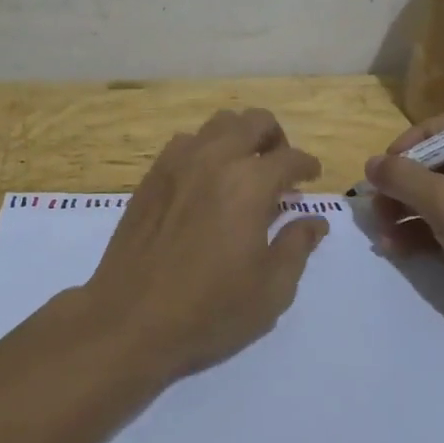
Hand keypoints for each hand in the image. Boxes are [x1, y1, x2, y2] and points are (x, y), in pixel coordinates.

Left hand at [84, 108, 329, 379]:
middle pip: (254, 121)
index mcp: (249, 184)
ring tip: (243, 171)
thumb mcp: (271, 290)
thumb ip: (297, 247)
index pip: (290, 158)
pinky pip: (186, 142)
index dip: (307, 166)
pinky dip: (206, 149)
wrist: (130, 321)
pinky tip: (206, 182)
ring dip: (239, 138)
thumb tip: (314, 221)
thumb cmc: (209, 311)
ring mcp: (177, 163)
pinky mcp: (151, 176)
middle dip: (276, 139)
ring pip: (218, 124)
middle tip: (280, 169)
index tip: (311, 178)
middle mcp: (214, 159)